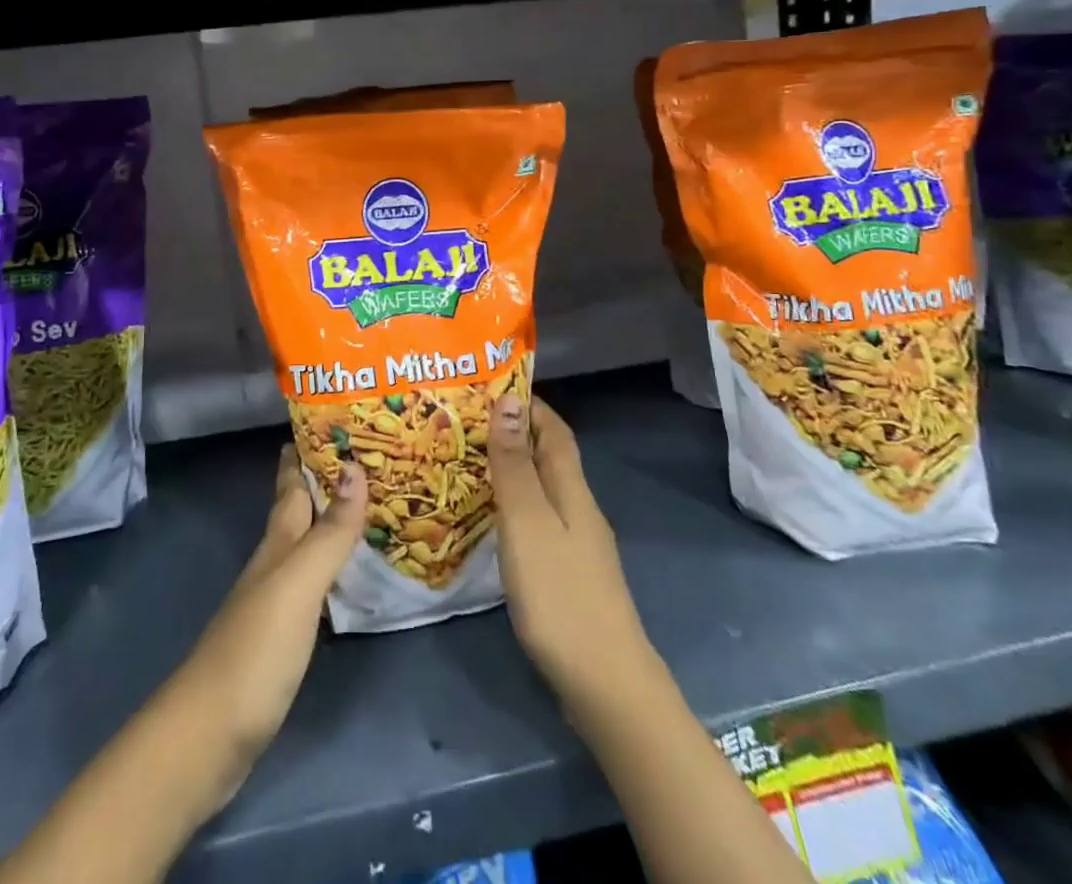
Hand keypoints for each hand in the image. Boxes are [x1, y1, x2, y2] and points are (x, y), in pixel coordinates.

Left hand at [172, 446, 366, 790]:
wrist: (208, 736)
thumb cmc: (255, 651)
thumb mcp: (298, 585)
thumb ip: (329, 532)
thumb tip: (355, 466)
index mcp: (277, 545)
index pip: (291, 485)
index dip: (304, 454)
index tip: (327, 421)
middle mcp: (274, 564)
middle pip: (297, 511)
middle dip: (323, 481)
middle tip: (363, 456)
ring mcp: (274, 602)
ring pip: (305, 545)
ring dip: (329, 521)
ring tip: (365, 505)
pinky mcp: (281, 638)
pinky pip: (313, 584)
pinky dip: (331, 566)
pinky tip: (348, 573)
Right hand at [489, 396, 654, 712]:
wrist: (607, 685)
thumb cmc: (561, 595)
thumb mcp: (528, 523)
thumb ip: (516, 464)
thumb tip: (510, 400)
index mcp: (573, 490)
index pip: (555, 431)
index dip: (530, 405)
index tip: (491, 386)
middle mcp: (579, 510)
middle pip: (550, 458)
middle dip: (515, 434)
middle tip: (465, 424)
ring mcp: (578, 546)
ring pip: (544, 491)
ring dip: (513, 471)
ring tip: (468, 464)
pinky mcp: (569, 577)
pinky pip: (539, 522)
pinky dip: (515, 507)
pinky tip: (491, 521)